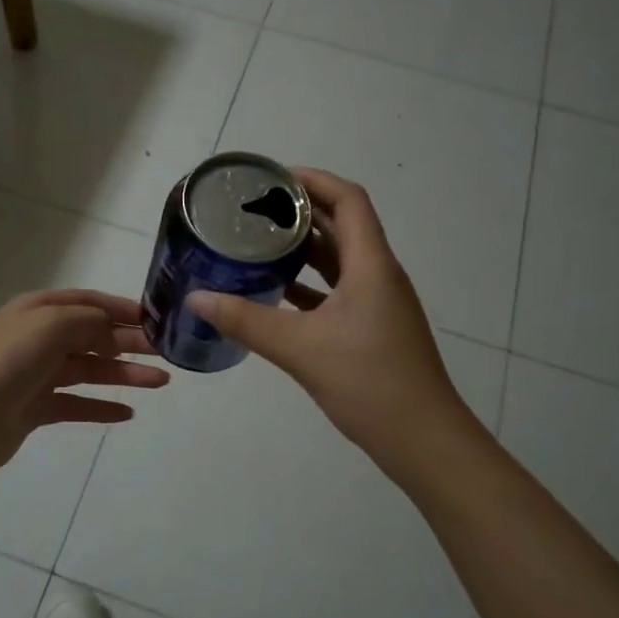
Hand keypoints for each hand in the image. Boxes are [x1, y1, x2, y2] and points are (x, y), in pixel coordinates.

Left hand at [0, 290, 168, 477]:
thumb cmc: (8, 361)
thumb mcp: (53, 323)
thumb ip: (91, 321)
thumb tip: (113, 335)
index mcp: (40, 310)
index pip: (89, 303)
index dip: (123, 309)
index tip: (158, 319)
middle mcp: (39, 338)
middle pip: (94, 336)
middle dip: (130, 342)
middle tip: (168, 352)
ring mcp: (37, 375)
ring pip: (90, 371)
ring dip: (125, 374)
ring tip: (161, 382)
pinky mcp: (36, 409)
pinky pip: (77, 405)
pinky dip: (102, 407)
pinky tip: (128, 413)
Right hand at [185, 169, 475, 467]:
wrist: (422, 440)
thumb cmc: (369, 383)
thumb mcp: (300, 348)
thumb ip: (245, 320)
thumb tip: (196, 298)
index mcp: (371, 265)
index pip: (348, 200)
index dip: (313, 180)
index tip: (272, 178)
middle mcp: (378, 275)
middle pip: (342, 225)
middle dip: (301, 212)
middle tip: (253, 209)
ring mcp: (379, 303)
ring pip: (339, 260)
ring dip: (304, 248)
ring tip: (258, 242)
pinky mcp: (372, 328)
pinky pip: (337, 291)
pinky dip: (308, 284)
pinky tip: (276, 292)